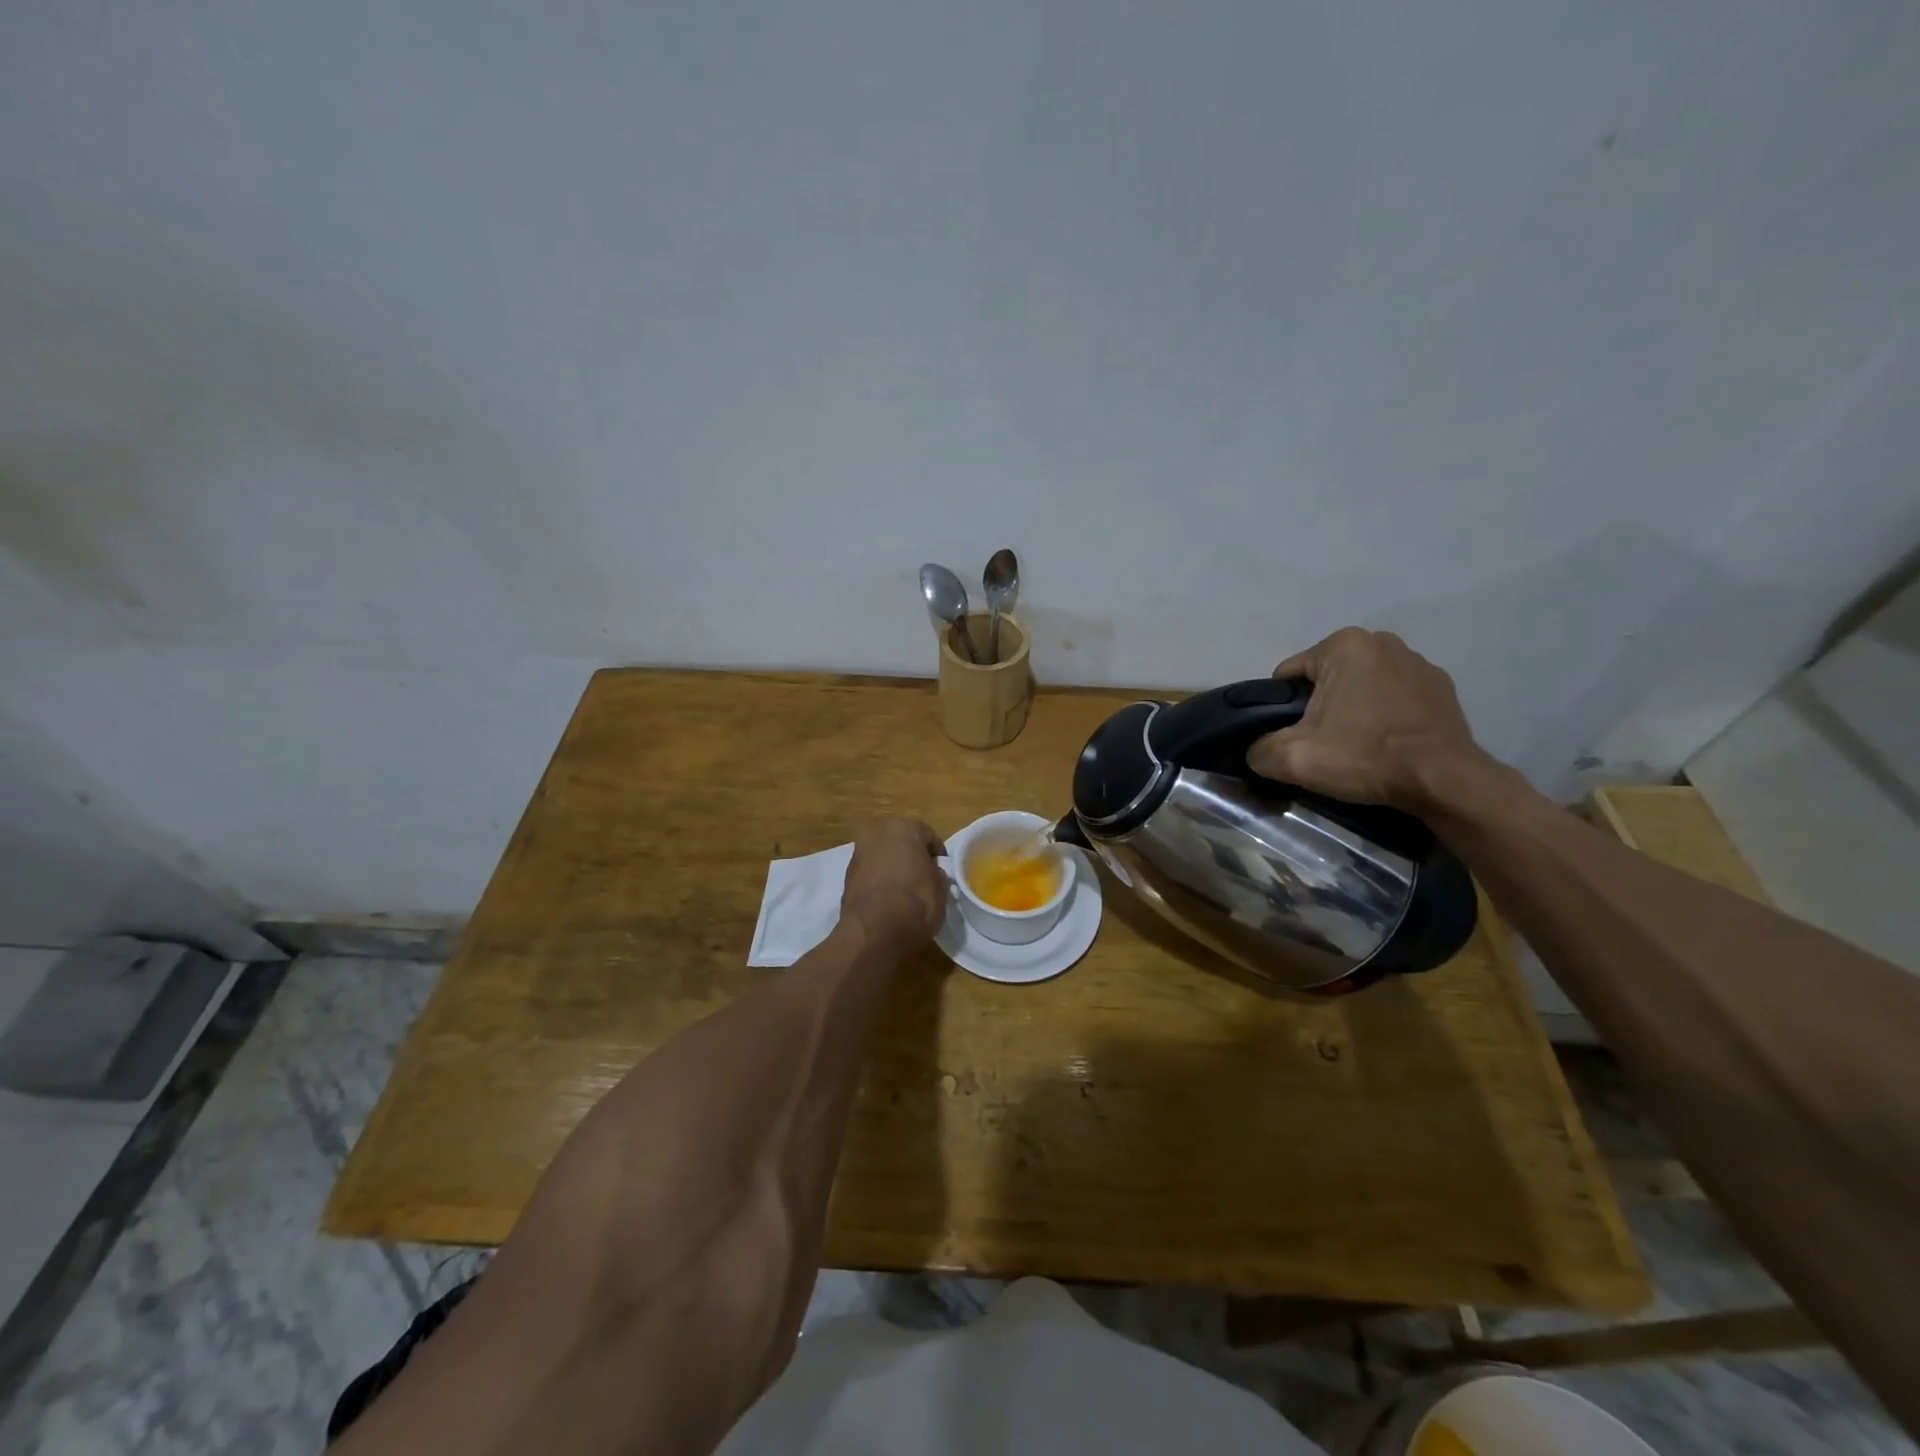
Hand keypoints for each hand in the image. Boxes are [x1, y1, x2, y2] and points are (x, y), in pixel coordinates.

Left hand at [840, 818, 948, 951]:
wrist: (874, 931)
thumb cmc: (916, 902)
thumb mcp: (941, 887)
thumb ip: (936, 872)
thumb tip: (930, 872)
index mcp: (903, 827)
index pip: (927, 835)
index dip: (937, 853)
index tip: (942, 869)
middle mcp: (877, 833)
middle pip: (900, 840)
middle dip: (911, 854)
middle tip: (922, 875)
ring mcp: (858, 853)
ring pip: (882, 855)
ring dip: (892, 865)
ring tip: (904, 889)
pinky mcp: (846, 875)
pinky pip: (870, 872)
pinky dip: (878, 879)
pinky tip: (887, 897)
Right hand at [1246, 628, 1498, 811]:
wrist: (1444, 781)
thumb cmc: (1365, 757)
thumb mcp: (1292, 758)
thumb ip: (1259, 750)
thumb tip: (1257, 752)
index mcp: (1343, 645)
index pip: (1288, 676)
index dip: (1281, 710)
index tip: (1294, 738)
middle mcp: (1382, 641)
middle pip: (1325, 680)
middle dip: (1318, 708)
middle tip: (1323, 745)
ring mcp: (1418, 662)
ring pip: (1360, 687)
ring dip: (1352, 710)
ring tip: (1357, 747)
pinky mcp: (1441, 687)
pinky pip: (1394, 697)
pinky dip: (1384, 715)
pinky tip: (1387, 744)